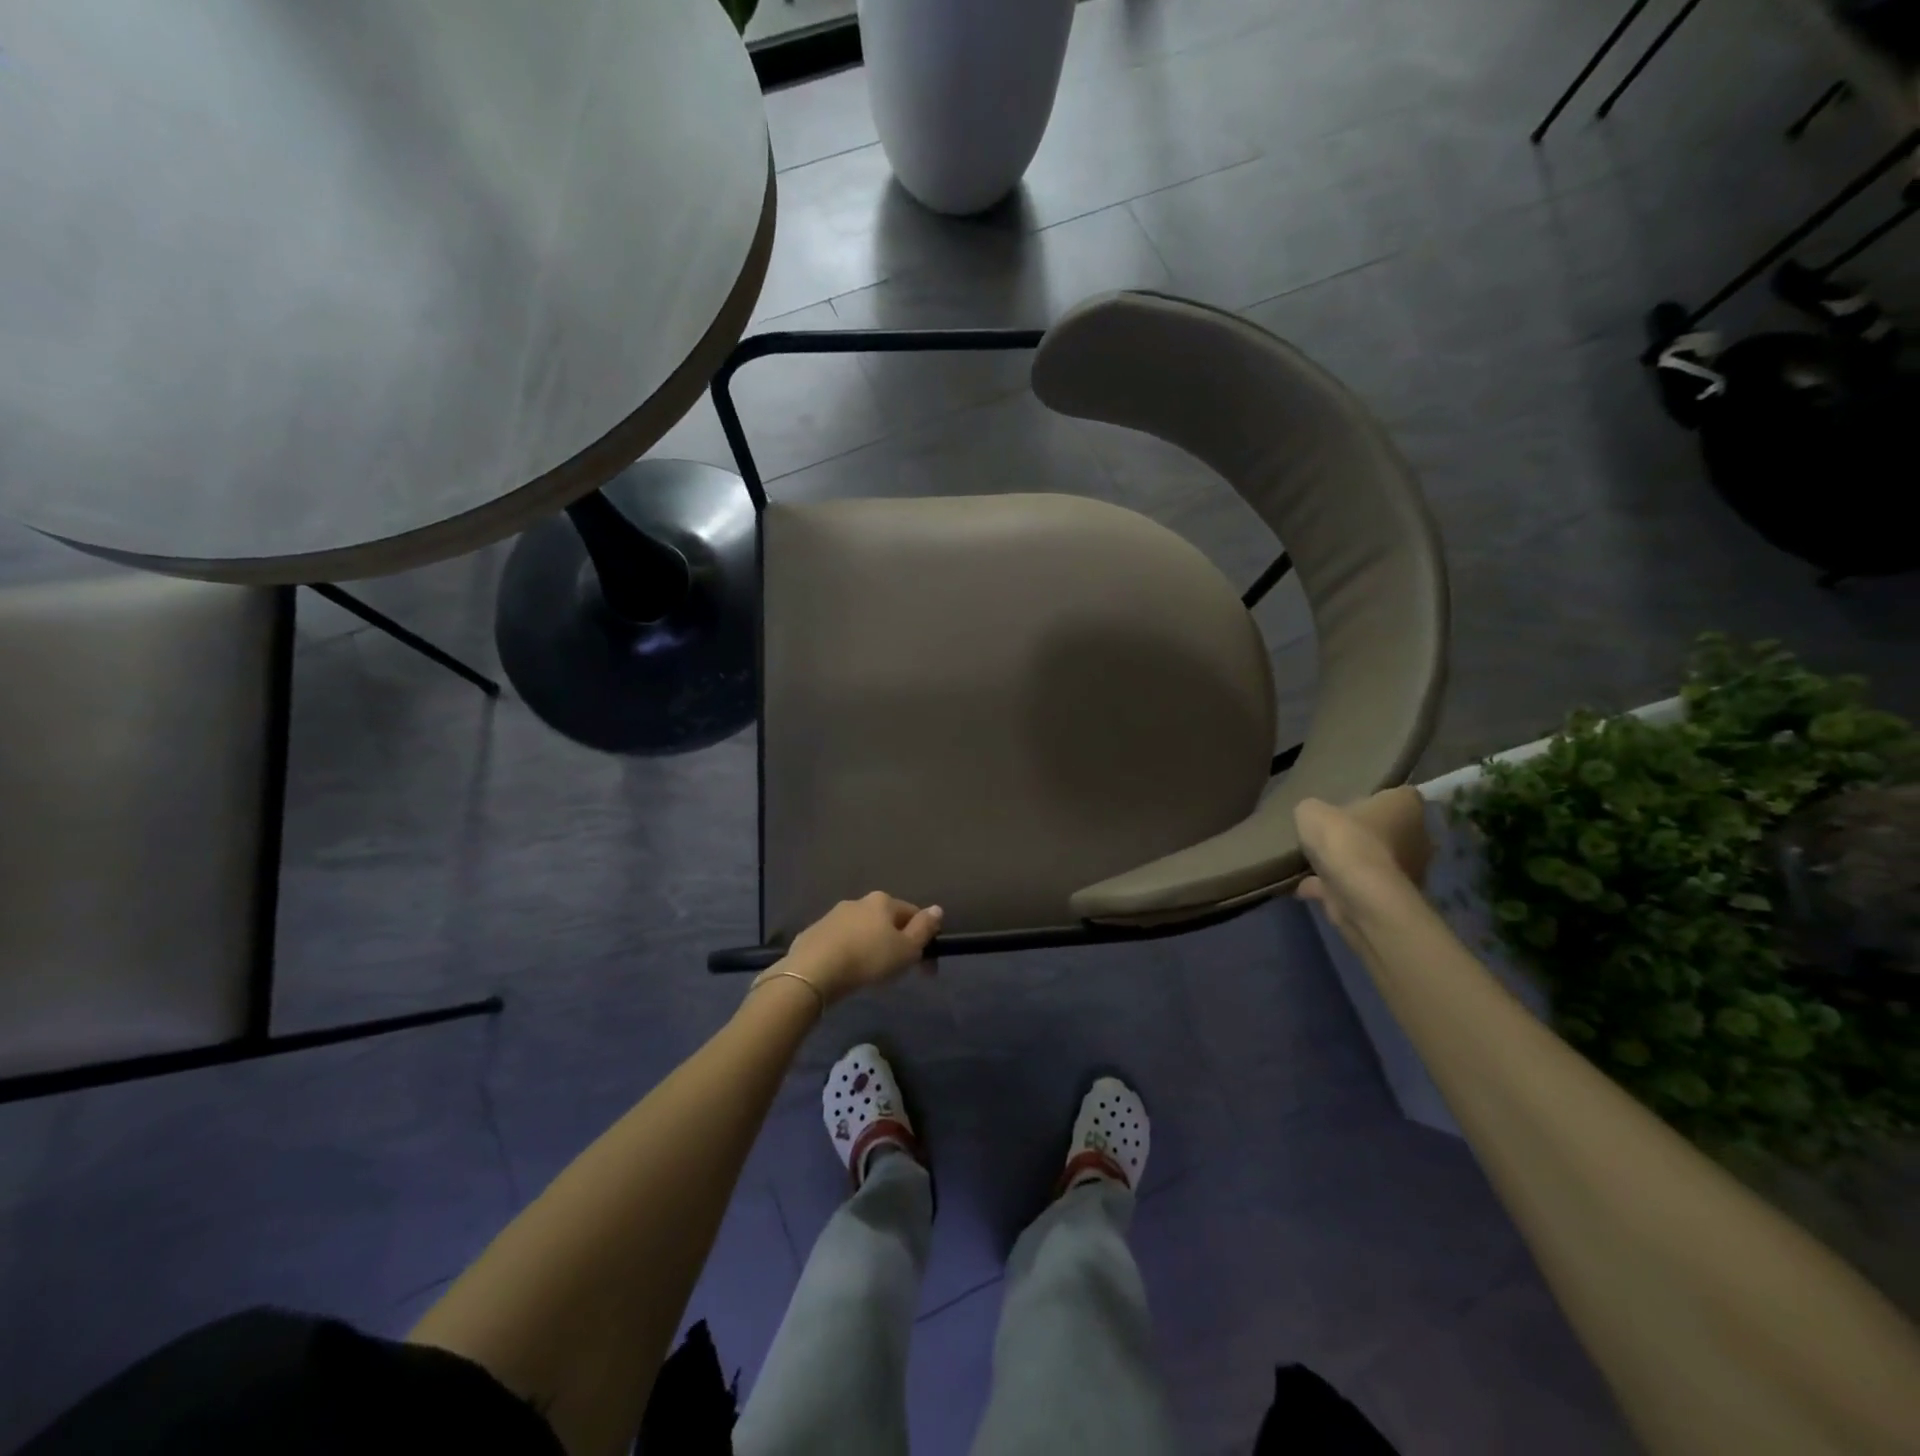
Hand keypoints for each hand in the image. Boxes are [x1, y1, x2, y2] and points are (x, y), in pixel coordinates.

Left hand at [782, 892, 943, 1002]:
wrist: (814, 971)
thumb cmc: (868, 959)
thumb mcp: (906, 949)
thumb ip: (924, 929)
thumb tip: (937, 909)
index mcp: (883, 901)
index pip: (912, 914)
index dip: (923, 939)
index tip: (925, 967)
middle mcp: (858, 902)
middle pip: (886, 921)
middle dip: (895, 943)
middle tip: (899, 972)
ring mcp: (832, 916)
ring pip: (861, 930)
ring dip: (870, 947)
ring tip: (871, 974)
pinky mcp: (813, 933)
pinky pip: (839, 942)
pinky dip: (848, 953)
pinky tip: (846, 972)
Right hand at [1294, 788, 1431, 934]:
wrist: (1360, 894)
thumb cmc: (1345, 840)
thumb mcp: (1311, 812)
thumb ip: (1313, 811)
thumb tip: (1315, 818)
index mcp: (1406, 807)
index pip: (1399, 796)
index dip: (1376, 801)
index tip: (1351, 808)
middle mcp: (1418, 838)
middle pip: (1390, 831)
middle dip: (1365, 835)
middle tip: (1333, 837)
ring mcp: (1409, 872)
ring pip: (1376, 862)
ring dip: (1352, 865)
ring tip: (1315, 866)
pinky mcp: (1392, 899)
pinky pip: (1360, 888)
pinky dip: (1336, 889)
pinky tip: (1306, 888)